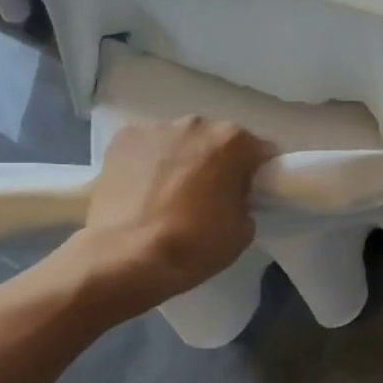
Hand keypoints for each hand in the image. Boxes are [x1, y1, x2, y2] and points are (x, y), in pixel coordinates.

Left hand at [57, 118, 271, 321]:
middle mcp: (196, 125)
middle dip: (219, 162)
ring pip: (181, 142)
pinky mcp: (121, 140)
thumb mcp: (243, 229)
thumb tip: (233, 197)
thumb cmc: (194, 244)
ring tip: (171, 195)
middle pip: (218, 141)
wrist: (126, 258)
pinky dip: (150, 163)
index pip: (260, 152)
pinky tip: (143, 191)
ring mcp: (155, 129)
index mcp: (234, 141)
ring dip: (183, 160)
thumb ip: (245, 201)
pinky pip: (147, 148)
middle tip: (211, 196)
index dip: (260, 174)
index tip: (252, 194)